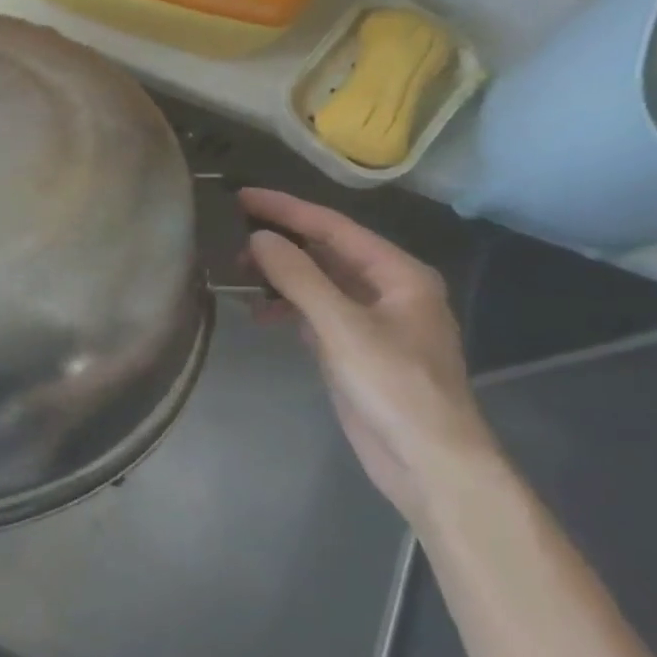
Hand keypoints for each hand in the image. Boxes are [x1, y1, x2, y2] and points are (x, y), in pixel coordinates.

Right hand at [240, 189, 496, 521]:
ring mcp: (370, 321)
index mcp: (399, 274)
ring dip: (281, 276)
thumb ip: (300, 278)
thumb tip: (259, 238)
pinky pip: (315, 313)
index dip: (287, 209)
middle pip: (326, 252)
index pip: (335, 227)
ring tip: (238, 274)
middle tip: (230, 239)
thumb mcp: (343, 327)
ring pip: (318, 283)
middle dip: (281, 243)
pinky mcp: (353, 349)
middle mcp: (387, 290)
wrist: (426, 459)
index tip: (241, 197)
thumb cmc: (394, 386)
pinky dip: (288, 308)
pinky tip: (261, 312)